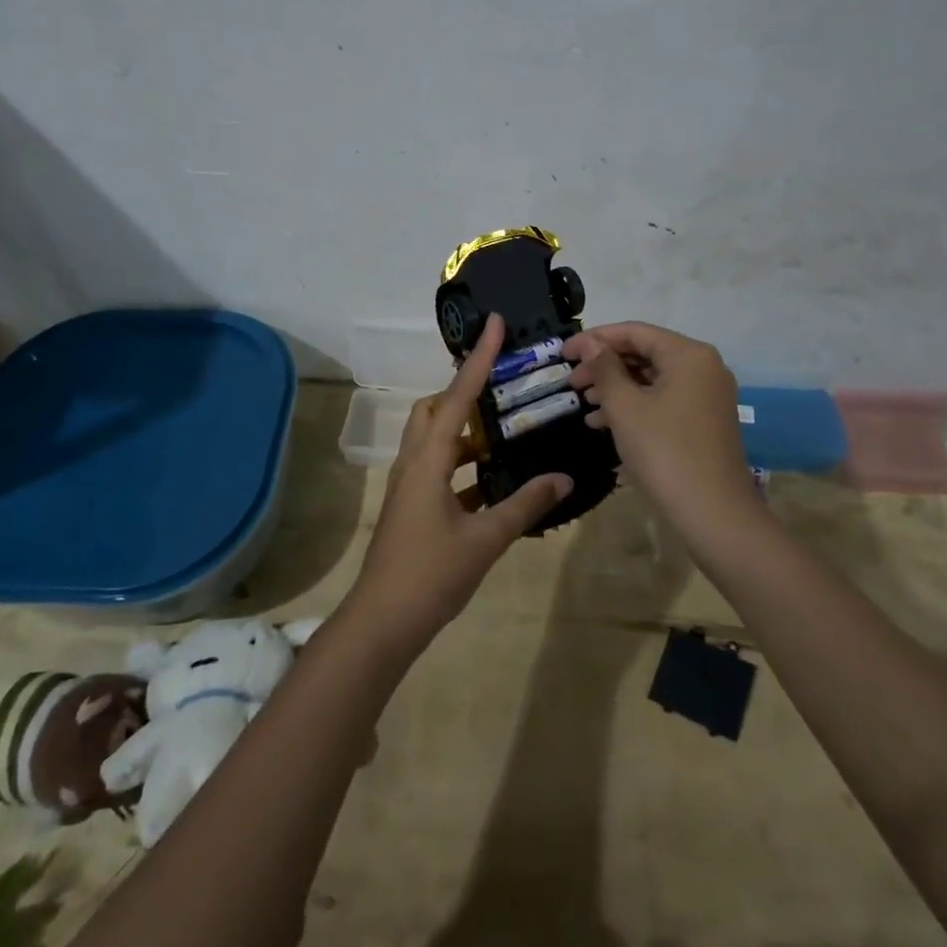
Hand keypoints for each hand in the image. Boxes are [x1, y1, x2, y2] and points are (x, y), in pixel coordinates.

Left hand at [345, 314, 571, 655]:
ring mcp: (410, 486)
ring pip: (437, 440)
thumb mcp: (485, 540)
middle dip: (464, 390)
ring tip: (506, 428)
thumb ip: (525, 504)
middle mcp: (415, 463)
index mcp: (429, 460)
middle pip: (435, 409)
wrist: (383, 622)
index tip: (494, 324)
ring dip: (466, 430)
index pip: (457, 397)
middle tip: (503, 385)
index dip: (478, 359)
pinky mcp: (413, 507)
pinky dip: (465, 465)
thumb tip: (563, 477)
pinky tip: (495, 478)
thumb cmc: (431, 575)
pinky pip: (440, 470)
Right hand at [563, 322, 757, 529]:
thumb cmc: (664, 451)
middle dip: (604, 366)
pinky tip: (602, 423)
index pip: (634, 332)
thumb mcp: (625, 407)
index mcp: (688, 355)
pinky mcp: (702, 422)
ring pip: (651, 379)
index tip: (562, 353)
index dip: (594, 339)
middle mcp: (703, 367)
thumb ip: (604, 368)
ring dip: (615, 388)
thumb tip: (589, 344)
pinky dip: (633, 406)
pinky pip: (662, 401)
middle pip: (644, 354)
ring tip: (583, 403)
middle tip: (571, 382)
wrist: (713, 513)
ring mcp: (706, 396)